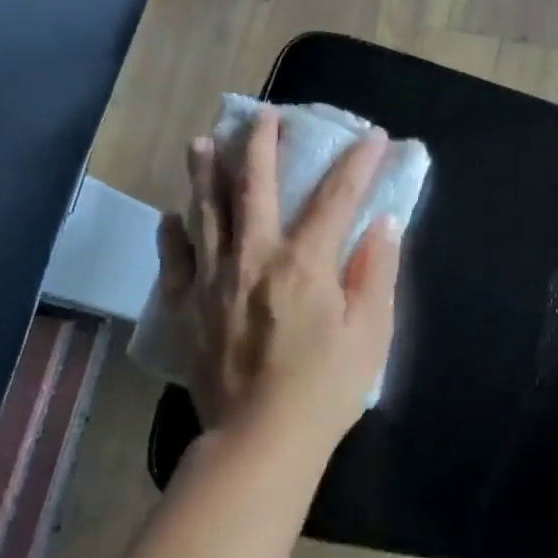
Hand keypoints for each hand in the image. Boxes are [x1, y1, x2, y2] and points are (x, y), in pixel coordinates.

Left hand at [154, 107, 400, 448]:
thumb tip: (383, 223)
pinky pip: (174, 259)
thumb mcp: (370, 333)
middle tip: (265, 116)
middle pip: (254, 186)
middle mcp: (253, 257)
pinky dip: (174, 233)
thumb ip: (375, 272)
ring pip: (205, 211)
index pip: (336, 197)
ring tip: (204, 143)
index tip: (372, 136)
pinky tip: (173, 217)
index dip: (357, 163)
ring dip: (206, 173)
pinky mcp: (187, 308)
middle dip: (262, 144)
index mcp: (304, 263)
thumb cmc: (326, 389)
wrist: (260, 441)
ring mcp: (212, 280)